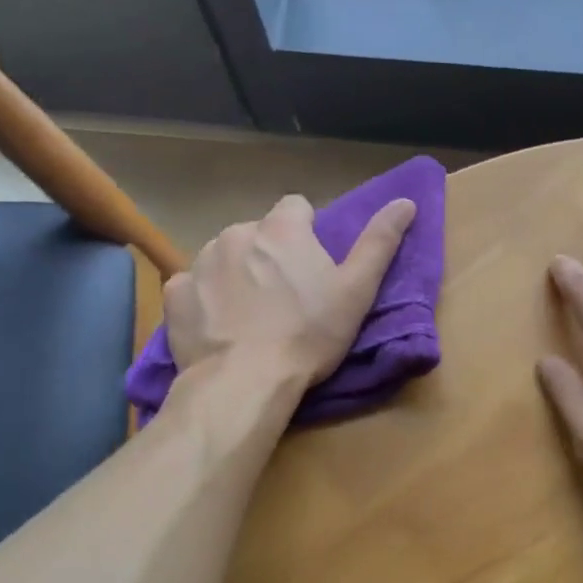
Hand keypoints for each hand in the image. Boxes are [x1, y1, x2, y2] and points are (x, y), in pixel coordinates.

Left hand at [165, 194, 414, 386]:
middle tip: (284, 297)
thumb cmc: (309, 334)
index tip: (312, 266)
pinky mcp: (176, 294)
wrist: (244, 381)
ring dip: (237, 274)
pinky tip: (219, 326)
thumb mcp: (357, 290)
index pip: (295, 207)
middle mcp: (237, 233)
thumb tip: (406, 201)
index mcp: (282, 229)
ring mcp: (201, 261)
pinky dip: (205, 298)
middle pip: (258, 233)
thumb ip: (380, 241)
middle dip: (269, 255)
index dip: (306, 232)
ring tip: (251, 315)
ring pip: (225, 256)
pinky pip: (193, 285)